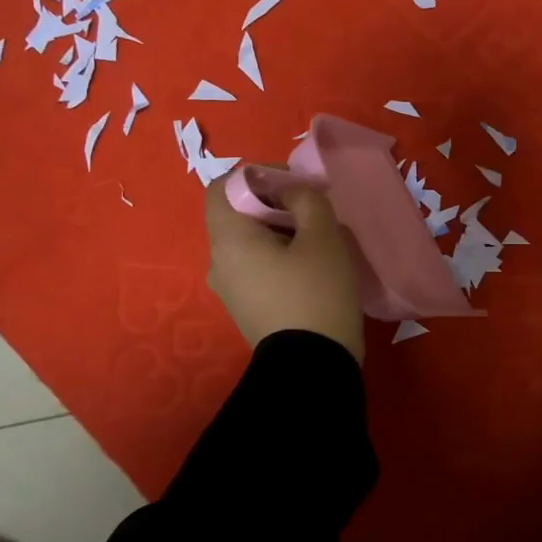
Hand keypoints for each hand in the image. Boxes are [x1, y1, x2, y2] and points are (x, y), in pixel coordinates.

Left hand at [206, 178, 364, 360]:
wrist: (313, 366)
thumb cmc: (316, 292)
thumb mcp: (322, 236)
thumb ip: (306, 199)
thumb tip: (291, 191)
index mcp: (228, 239)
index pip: (222, 186)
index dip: (256, 175)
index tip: (293, 184)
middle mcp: (218, 262)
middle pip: (237, 215)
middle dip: (274, 204)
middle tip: (313, 211)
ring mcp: (229, 290)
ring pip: (249, 244)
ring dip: (279, 232)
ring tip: (318, 241)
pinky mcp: (246, 309)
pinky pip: (256, 269)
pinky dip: (278, 258)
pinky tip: (311, 269)